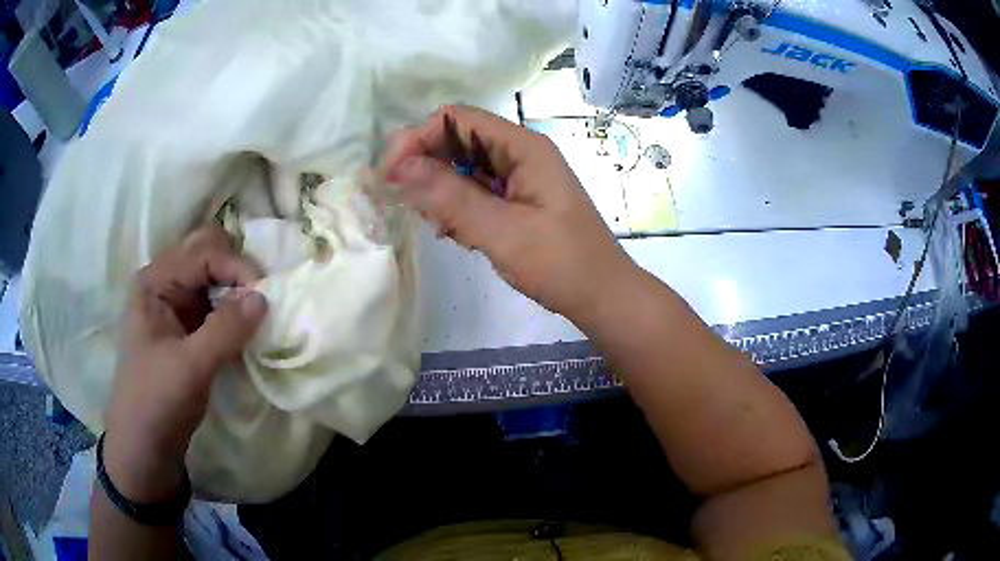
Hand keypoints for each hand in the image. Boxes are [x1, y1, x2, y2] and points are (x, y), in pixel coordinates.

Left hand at [103, 226, 267, 500]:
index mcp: (155, 282)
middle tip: (261, 300)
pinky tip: (247, 332)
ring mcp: (176, 307)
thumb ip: (226, 330)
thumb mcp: (189, 367)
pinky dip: (235, 313)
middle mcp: (165, 284)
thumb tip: (266, 297)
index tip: (265, 298)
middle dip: (238, 271)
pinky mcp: (188, 330)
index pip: (203, 253)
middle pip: (208, 255)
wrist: (145, 447)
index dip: (236, 268)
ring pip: (216, 280)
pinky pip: (217, 306)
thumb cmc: (156, 402)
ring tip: (258, 318)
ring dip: (238, 293)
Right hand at [379, 105, 634, 319]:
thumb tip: (401, 166)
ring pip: (462, 168)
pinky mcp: (516, 200)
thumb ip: (452, 198)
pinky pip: (475, 192)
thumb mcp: (503, 232)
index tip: (389, 175)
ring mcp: (518, 177)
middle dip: (425, 166)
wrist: (602, 296)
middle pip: (457, 141)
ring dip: (440, 191)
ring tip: (440, 226)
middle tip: (406, 204)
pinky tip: (455, 233)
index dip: (417, 139)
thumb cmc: (562, 264)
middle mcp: (519, 153)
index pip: (456, 120)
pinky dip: (457, 208)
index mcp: (523, 147)